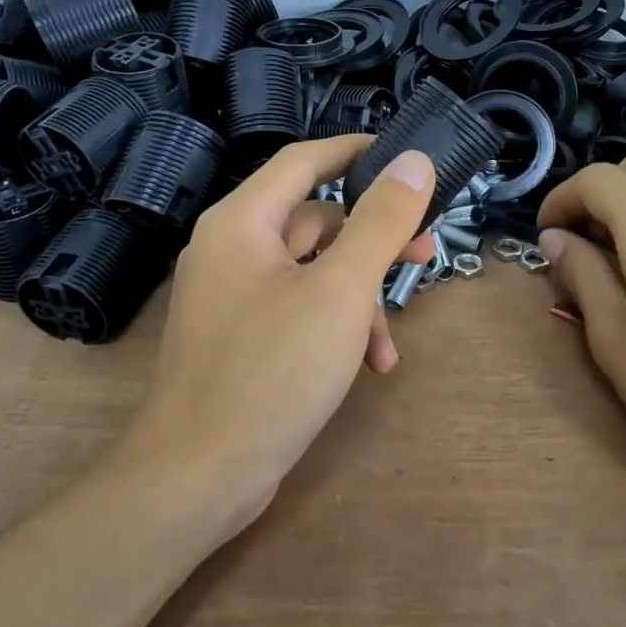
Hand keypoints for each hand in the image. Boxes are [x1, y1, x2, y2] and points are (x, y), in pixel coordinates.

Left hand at [132, 136, 436, 530]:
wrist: (200, 474)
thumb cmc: (272, 370)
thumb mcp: (341, 291)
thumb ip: (381, 222)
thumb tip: (414, 161)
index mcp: (242, 222)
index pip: (304, 160)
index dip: (356, 151)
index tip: (406, 158)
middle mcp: (230, 250)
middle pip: (315, 220)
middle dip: (373, 241)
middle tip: (425, 255)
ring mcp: (232, 298)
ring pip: (312, 273)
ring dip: (359, 299)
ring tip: (389, 342)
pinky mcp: (240, 339)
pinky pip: (297, 311)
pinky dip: (334, 328)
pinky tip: (369, 366)